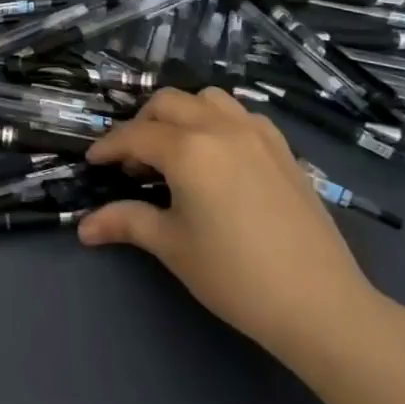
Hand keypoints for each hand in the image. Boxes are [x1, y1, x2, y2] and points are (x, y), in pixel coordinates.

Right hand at [78, 87, 384, 360]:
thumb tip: (83, 227)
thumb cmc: (235, 275)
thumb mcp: (172, 246)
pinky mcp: (283, 149)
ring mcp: (257, 134)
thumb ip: (126, 222)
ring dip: (182, 113)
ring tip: (174, 149)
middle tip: (132, 160)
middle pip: (168, 103)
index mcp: (189, 150)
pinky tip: (217, 156)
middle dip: (142, 123)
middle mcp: (221, 128)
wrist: (320, 305)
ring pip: (207, 98)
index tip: (93, 162)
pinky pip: (241, 115)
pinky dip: (218, 121)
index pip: (135, 135)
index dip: (108, 147)